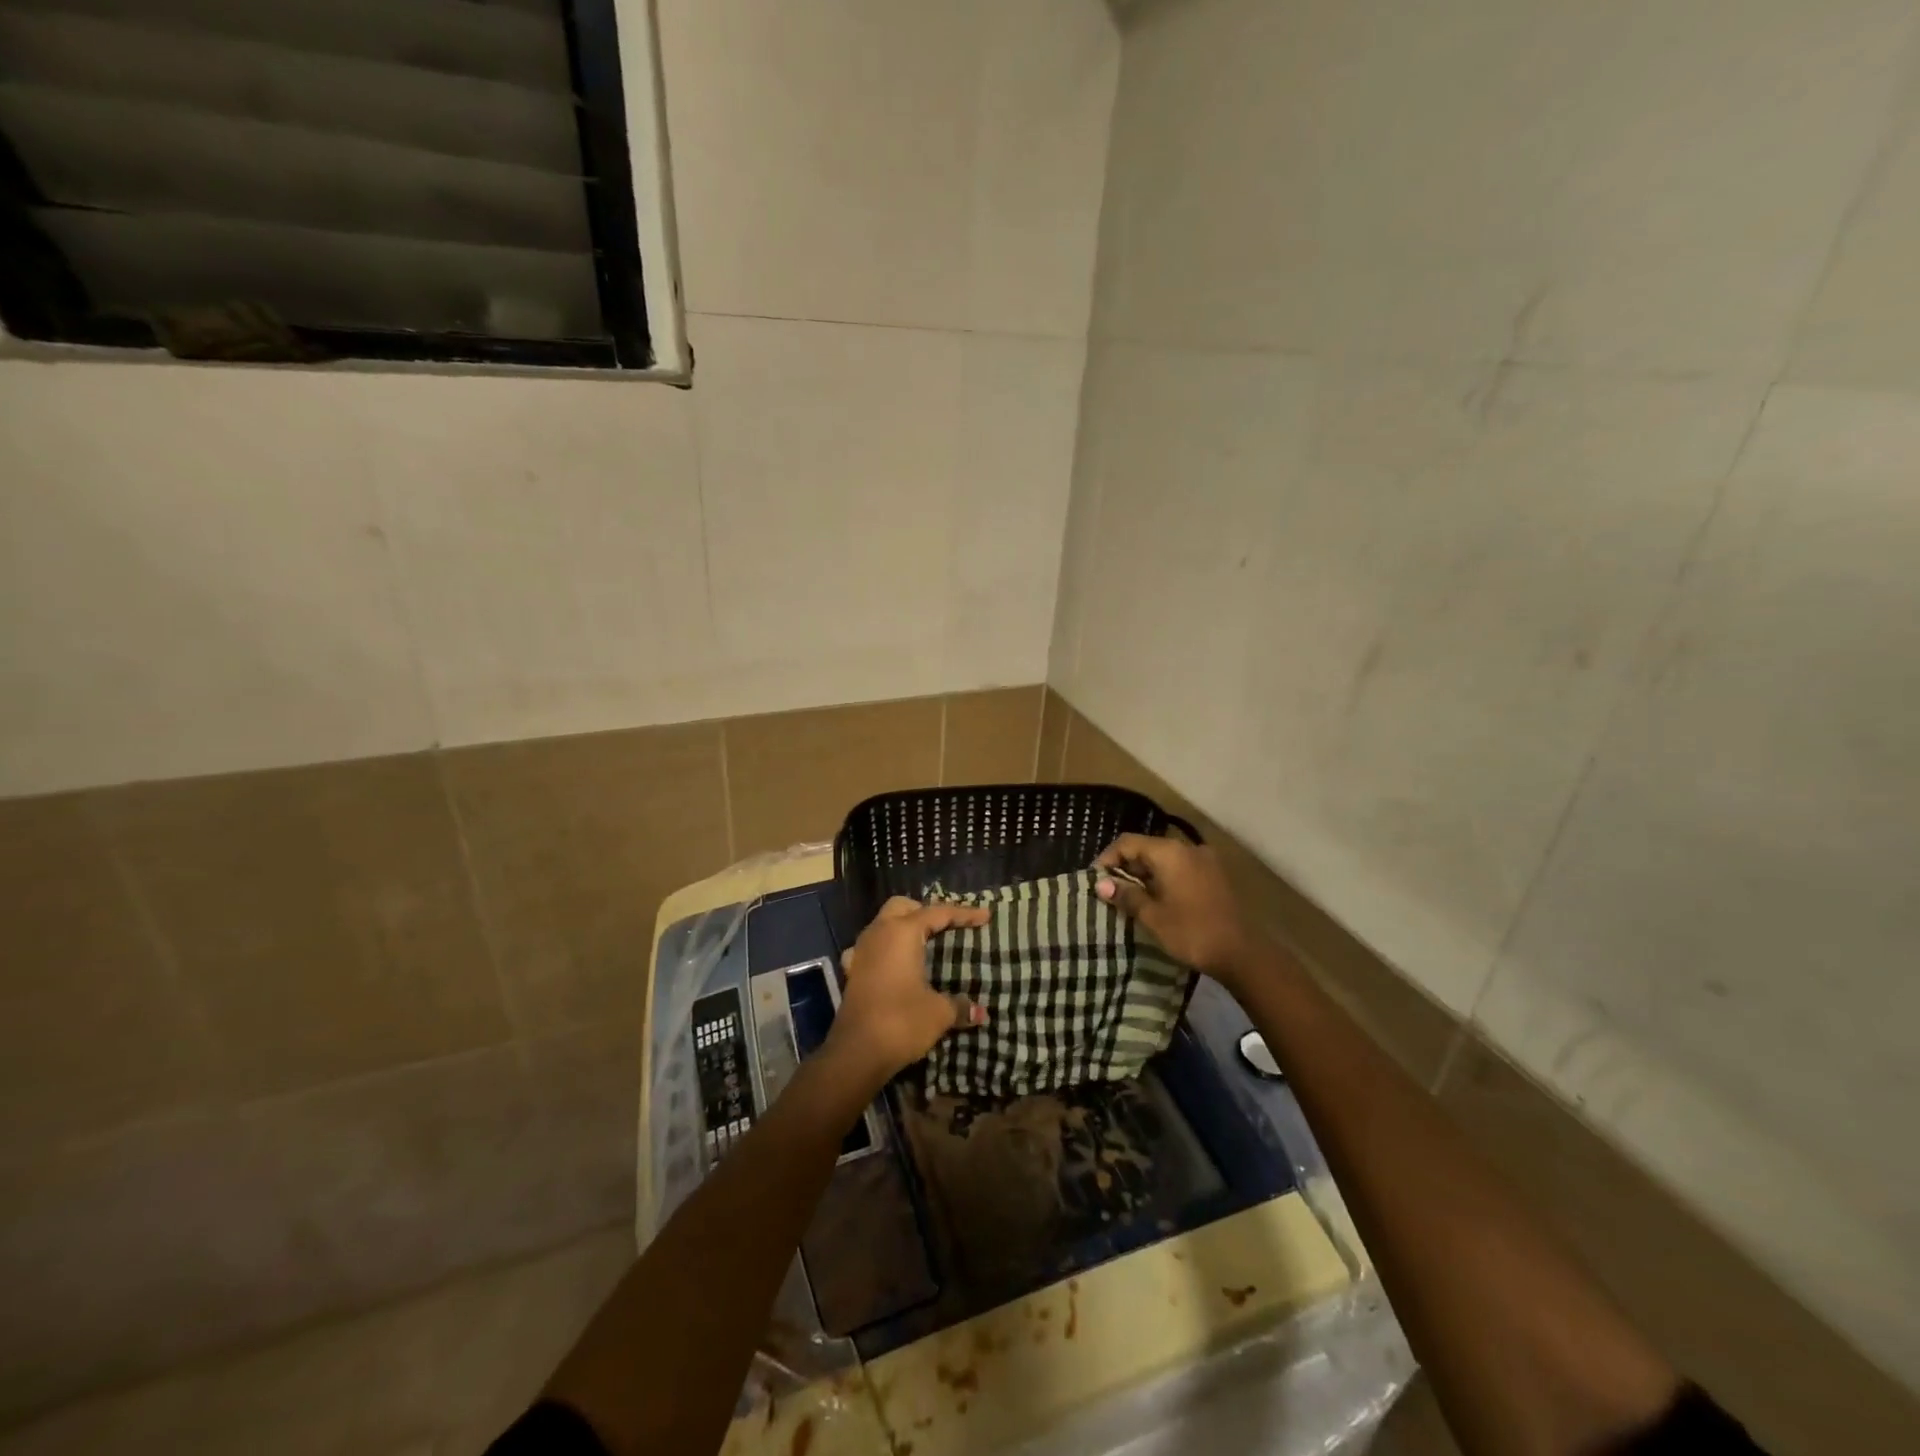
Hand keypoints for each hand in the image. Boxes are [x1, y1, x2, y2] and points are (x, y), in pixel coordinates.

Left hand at [825, 896, 989, 1080]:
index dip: (964, 914)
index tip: (985, 917)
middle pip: (902, 907)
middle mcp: (879, 933)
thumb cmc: (901, 1021)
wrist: (856, 1053)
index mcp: (902, 932)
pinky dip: (886, 949)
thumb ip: (960, 1006)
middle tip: (947, 927)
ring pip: (883, 924)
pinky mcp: (852, 972)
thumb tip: (980, 1012)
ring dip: (903, 928)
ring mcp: (861, 952)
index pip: (938, 913)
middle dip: (925, 911)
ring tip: (924, 945)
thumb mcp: (939, 1013)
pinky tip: (894, 965)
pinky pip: (871, 948)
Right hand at [1095, 834, 1257, 981]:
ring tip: (1131, 899)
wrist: (1243, 954)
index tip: (1096, 881)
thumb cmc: (1192, 932)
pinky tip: (1158, 900)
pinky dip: (1164, 879)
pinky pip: (1181, 869)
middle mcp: (1188, 848)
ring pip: (1165, 859)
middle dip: (1126, 867)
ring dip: (1145, 875)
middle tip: (1111, 891)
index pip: (1128, 843)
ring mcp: (1205, 860)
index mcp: (1170, 852)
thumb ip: (1126, 895)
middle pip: (1147, 848)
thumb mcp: (1152, 916)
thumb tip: (1101, 884)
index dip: (1107, 858)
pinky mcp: (1215, 875)